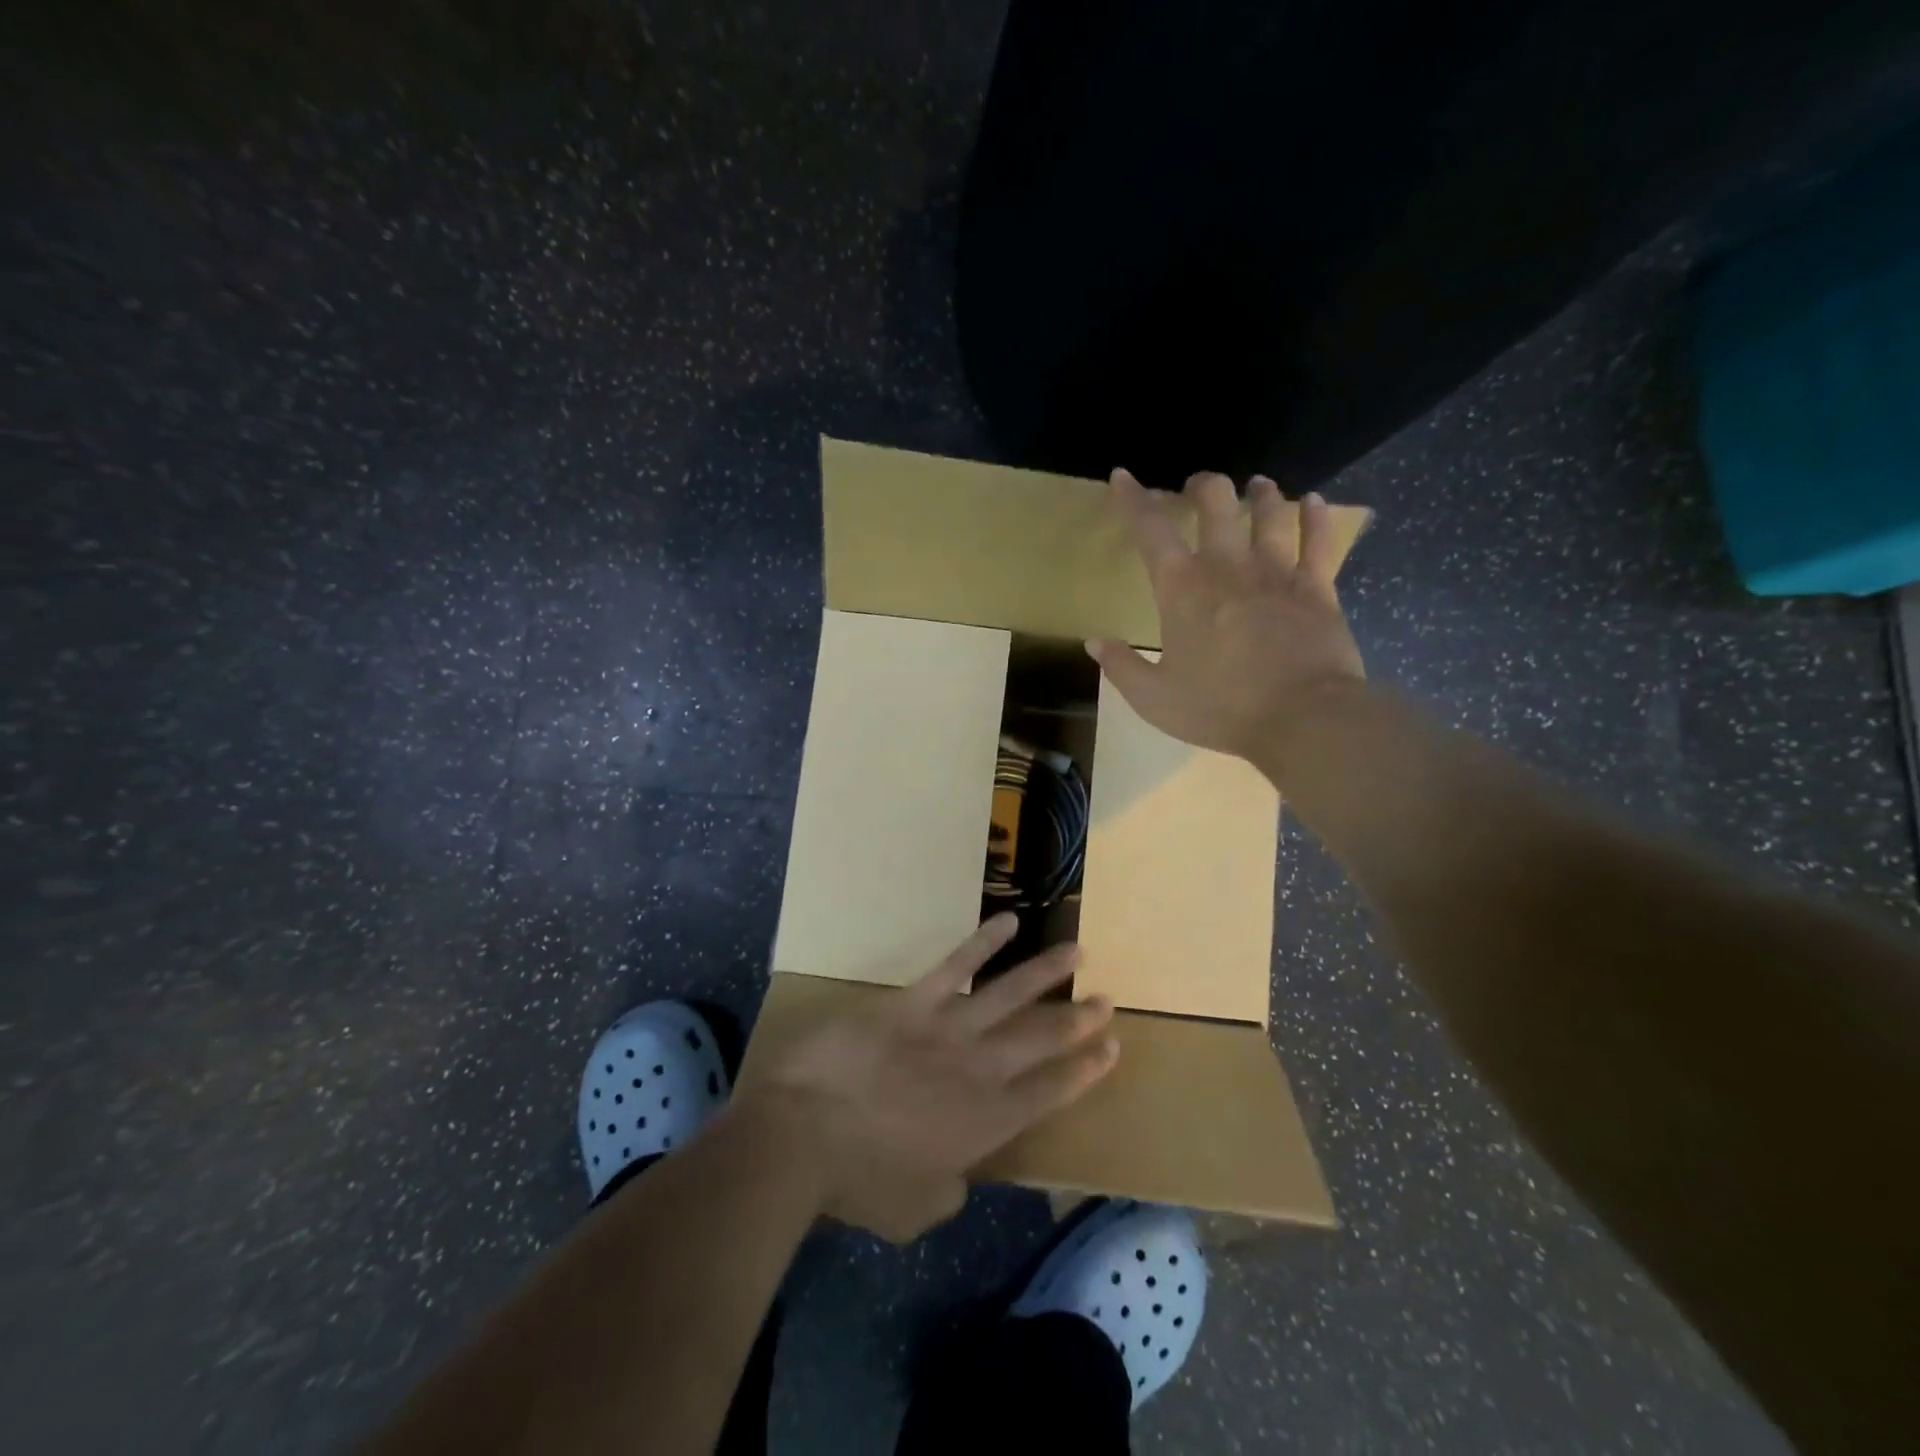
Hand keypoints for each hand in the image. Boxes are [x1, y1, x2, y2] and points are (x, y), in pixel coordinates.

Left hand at [757, 914, 1117, 1242]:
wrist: (806, 1131)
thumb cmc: (858, 1180)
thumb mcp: (913, 1211)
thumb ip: (948, 1192)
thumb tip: (959, 1177)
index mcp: (986, 1124)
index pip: (1051, 1091)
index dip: (1085, 1069)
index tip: (1112, 1047)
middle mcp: (981, 1069)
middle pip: (1042, 1038)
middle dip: (1078, 1020)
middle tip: (1107, 1000)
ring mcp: (950, 1028)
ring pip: (1012, 993)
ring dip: (1048, 971)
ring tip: (1078, 949)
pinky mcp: (915, 1000)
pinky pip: (958, 964)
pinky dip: (985, 941)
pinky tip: (1010, 920)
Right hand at [1087, 469, 1364, 762]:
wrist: (1302, 718)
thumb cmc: (1220, 708)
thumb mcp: (1153, 698)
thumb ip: (1121, 667)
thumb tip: (1095, 642)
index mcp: (1182, 589)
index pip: (1150, 530)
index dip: (1133, 499)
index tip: (1122, 476)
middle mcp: (1228, 566)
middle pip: (1216, 502)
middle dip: (1202, 486)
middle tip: (1196, 488)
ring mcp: (1277, 572)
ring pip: (1270, 511)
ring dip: (1260, 494)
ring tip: (1256, 486)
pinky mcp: (1316, 587)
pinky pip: (1318, 540)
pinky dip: (1315, 517)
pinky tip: (1314, 503)